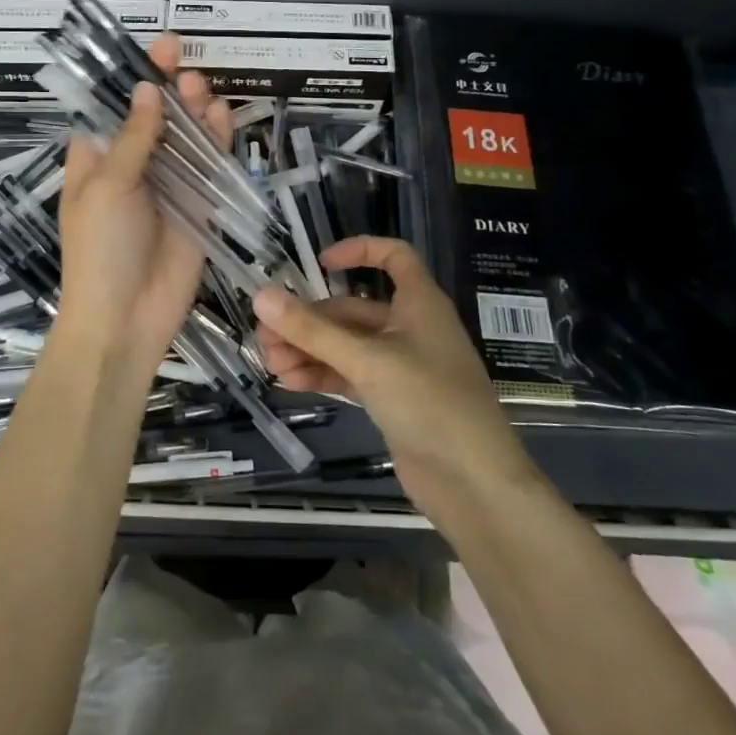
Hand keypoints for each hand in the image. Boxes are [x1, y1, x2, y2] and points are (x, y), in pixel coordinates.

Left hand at [54, 33, 231, 378]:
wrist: (125, 318)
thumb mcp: (108, 186)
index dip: (133, 77)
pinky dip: (215, 141)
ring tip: (201, 87)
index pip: (115, 107)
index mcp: (97, 159)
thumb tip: (147, 89)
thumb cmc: (100, 248)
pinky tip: (221, 115)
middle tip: (184, 67)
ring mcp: (168, 185)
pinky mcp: (198, 205)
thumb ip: (134, 137)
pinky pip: (208, 166)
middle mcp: (132, 167)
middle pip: (155, 117)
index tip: (157, 47)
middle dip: (169, 89)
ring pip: (185, 137)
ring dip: (193, 109)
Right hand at [253, 236, 534, 513]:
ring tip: (270, 363)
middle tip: (266, 334)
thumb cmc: (430, 402)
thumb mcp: (367, 360)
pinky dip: (322, 374)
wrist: (473, 483)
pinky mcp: (392, 399)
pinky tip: (290, 382)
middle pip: (353, 309)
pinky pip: (350, 375)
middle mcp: (410, 328)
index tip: (318, 264)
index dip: (358, 251)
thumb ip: (312, 330)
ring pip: (347, 345)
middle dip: (310, 320)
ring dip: (309, 350)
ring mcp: (401, 366)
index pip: (393, 256)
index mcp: (419, 303)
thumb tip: (261, 296)